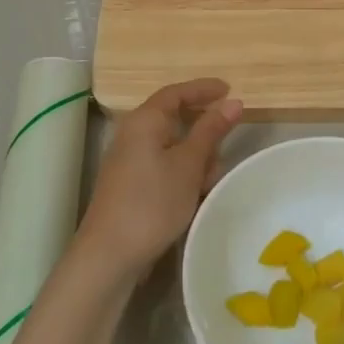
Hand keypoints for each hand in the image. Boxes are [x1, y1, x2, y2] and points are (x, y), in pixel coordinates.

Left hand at [75, 78, 242, 283]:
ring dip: (196, 159)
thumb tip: (233, 102)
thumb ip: (211, 130)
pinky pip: (165, 168)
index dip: (203, 89)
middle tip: (225, 147)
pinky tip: (195, 197)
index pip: (176, 93)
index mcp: (144, 121)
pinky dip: (183, 175)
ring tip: (209, 182)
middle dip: (204, 133)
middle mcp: (133, 135)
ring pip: (173, 148)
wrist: (110, 255)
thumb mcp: (189, 164)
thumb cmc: (153, 202)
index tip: (230, 90)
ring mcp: (130, 161)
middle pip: (175, 120)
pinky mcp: (132, 185)